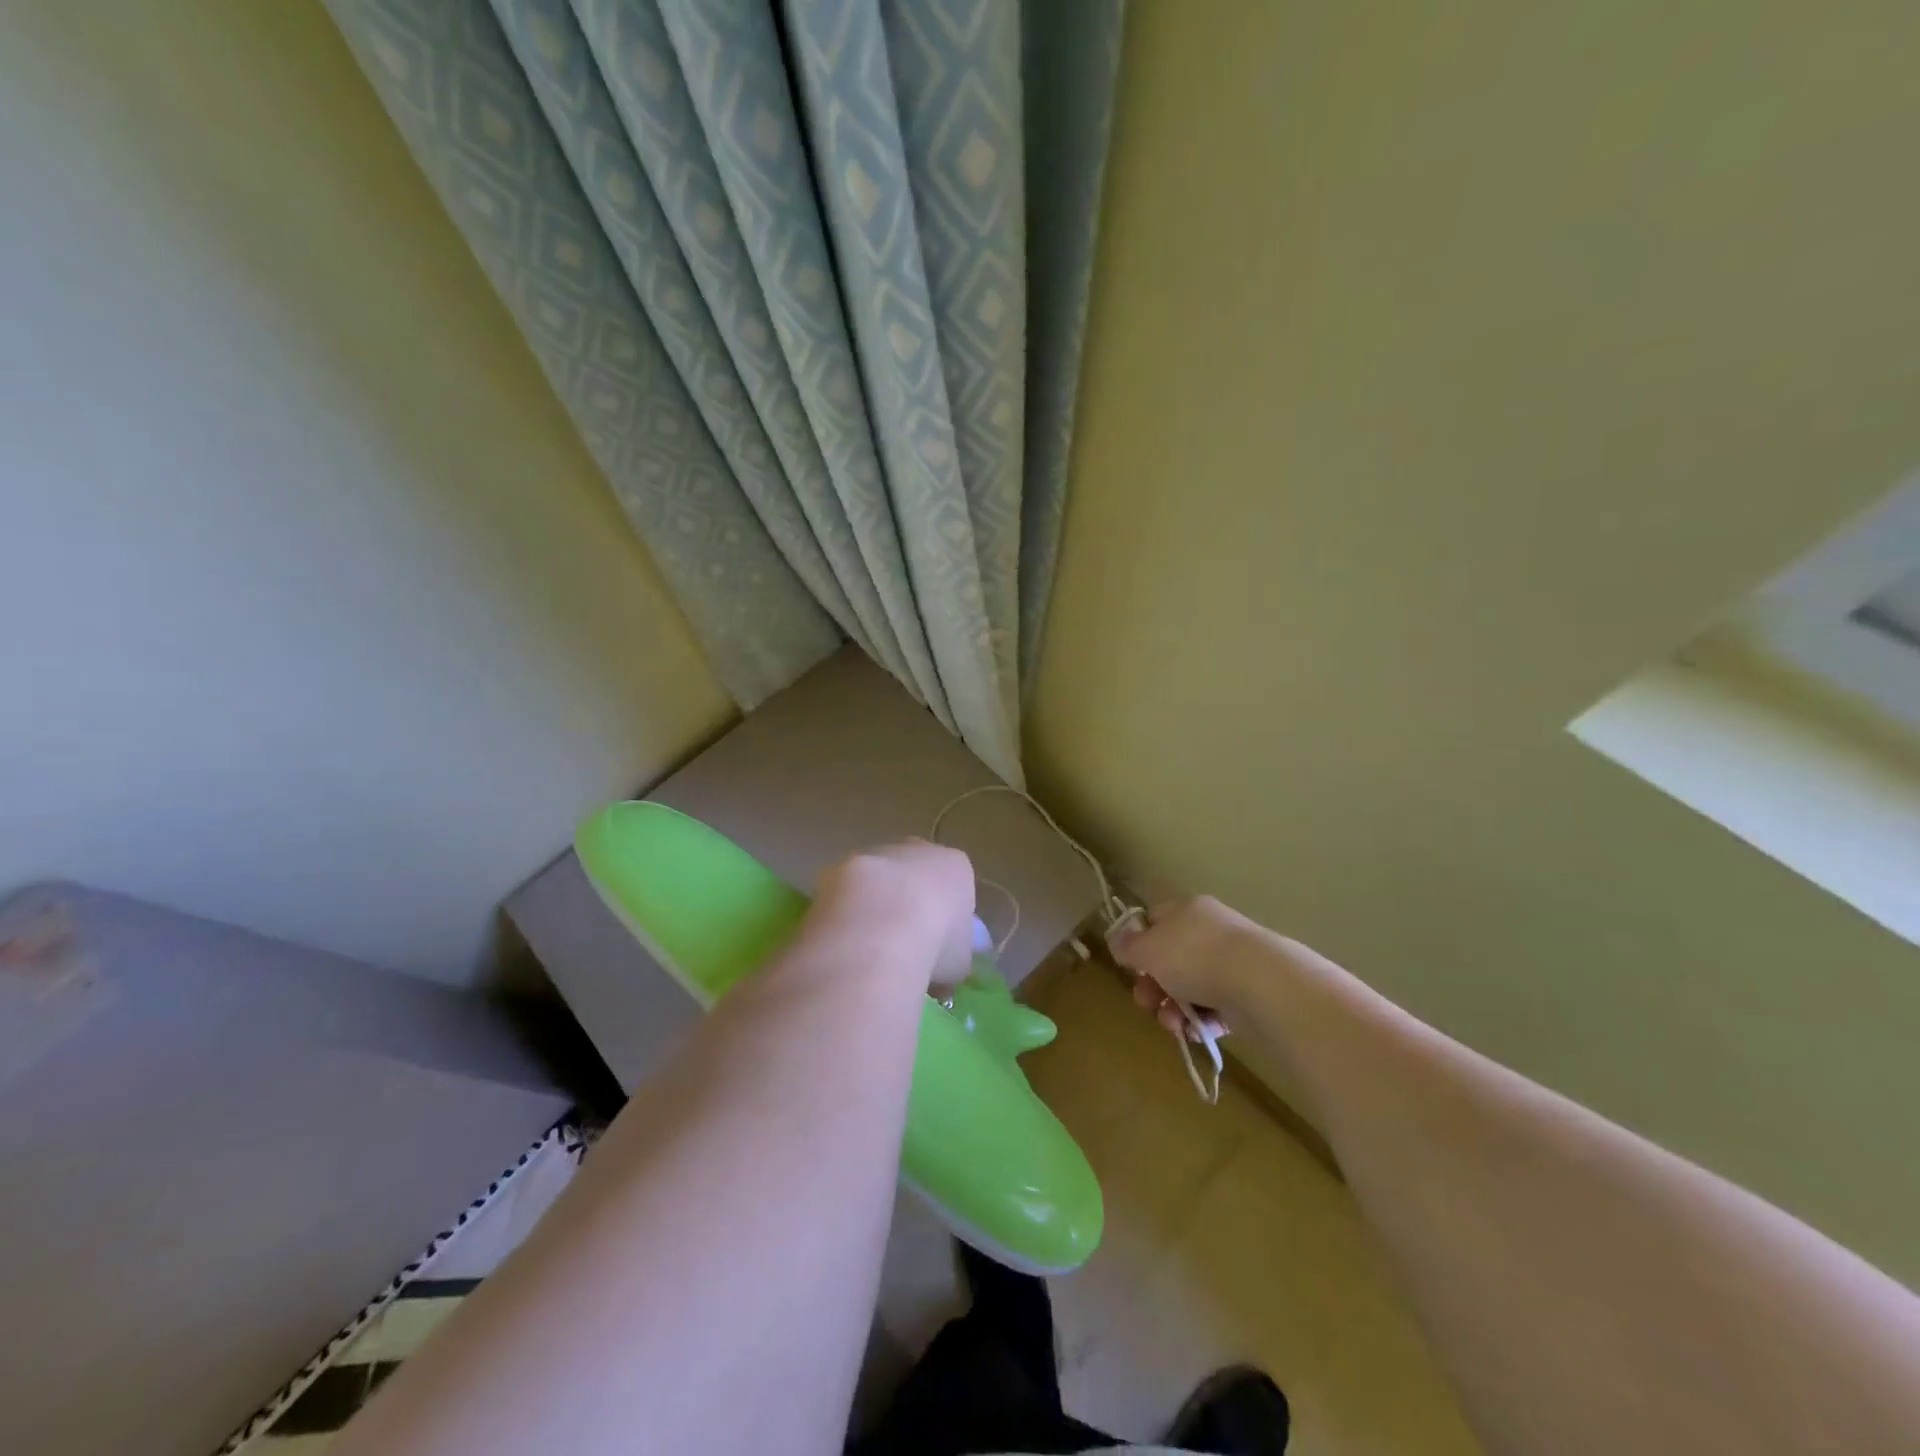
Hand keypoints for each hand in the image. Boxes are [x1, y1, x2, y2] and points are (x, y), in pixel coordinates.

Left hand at [812, 840, 976, 990]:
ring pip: (879, 880)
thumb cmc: (936, 942)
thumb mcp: (960, 960)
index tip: (938, 948)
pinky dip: (846, 912)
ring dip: (875, 905)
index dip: (946, 918)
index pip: (954, 887)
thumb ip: (956, 952)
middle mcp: (917, 850)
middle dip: (910, 903)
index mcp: (954, 867)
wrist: (880, 926)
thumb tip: (949, 958)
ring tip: (869, 948)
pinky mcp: (839, 867)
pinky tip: (845, 942)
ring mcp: (876, 854)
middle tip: (902, 944)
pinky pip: (847, 892)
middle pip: (916, 876)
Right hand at [1108, 896, 1263, 1037]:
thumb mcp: (1147, 949)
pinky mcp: (1249, 993)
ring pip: (1191, 987)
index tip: (1130, 967)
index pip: (1154, 919)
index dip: (1137, 942)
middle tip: (1147, 1003)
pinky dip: (1202, 1021)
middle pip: (1170, 958)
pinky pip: (1215, 1007)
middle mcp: (1210, 930)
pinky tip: (1195, 1032)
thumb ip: (1127, 945)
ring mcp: (1232, 962)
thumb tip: (1118, 940)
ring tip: (1174, 1025)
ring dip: (1174, 1008)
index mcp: (1187, 910)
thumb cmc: (1194, 957)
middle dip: (1153, 986)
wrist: (1262, 985)